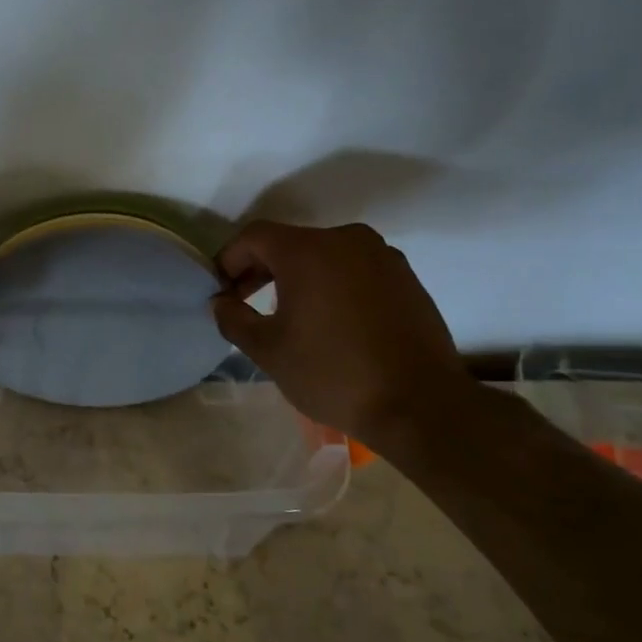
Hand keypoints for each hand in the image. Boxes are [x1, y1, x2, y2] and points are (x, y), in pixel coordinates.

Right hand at [211, 221, 477, 444]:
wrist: (419, 404)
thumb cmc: (332, 373)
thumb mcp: (267, 350)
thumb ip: (234, 318)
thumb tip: (221, 302)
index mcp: (308, 251)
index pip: (254, 237)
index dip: (229, 259)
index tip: (222, 291)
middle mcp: (346, 240)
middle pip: (290, 243)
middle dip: (261, 269)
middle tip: (245, 302)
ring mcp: (382, 256)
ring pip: (324, 255)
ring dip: (298, 277)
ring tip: (288, 314)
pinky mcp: (406, 277)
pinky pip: (354, 269)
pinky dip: (332, 284)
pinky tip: (329, 321)